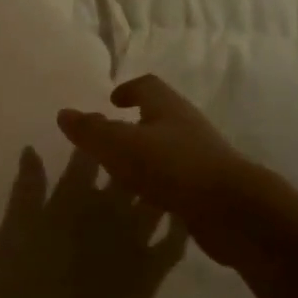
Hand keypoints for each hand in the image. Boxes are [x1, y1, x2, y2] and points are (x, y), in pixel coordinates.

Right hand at [0, 147, 189, 297]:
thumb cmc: (24, 295)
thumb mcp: (10, 240)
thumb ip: (25, 194)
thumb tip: (31, 152)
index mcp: (71, 201)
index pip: (85, 156)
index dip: (90, 134)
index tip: (91, 123)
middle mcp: (108, 212)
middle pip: (124, 168)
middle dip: (126, 149)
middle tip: (123, 141)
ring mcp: (136, 241)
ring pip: (152, 196)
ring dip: (153, 179)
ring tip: (152, 168)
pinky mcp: (154, 271)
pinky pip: (171, 238)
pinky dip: (173, 222)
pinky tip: (175, 214)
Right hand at [56, 75, 251, 265]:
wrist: (233, 211)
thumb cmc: (172, 166)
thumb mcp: (120, 145)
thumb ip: (90, 130)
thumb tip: (64, 113)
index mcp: (168, 109)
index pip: (147, 86)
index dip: (128, 89)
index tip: (112, 101)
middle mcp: (188, 128)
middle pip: (159, 118)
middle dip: (134, 126)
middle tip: (109, 141)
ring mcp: (202, 160)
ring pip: (168, 151)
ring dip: (146, 159)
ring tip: (120, 177)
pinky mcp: (209, 191)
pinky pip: (177, 182)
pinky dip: (159, 187)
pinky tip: (144, 204)